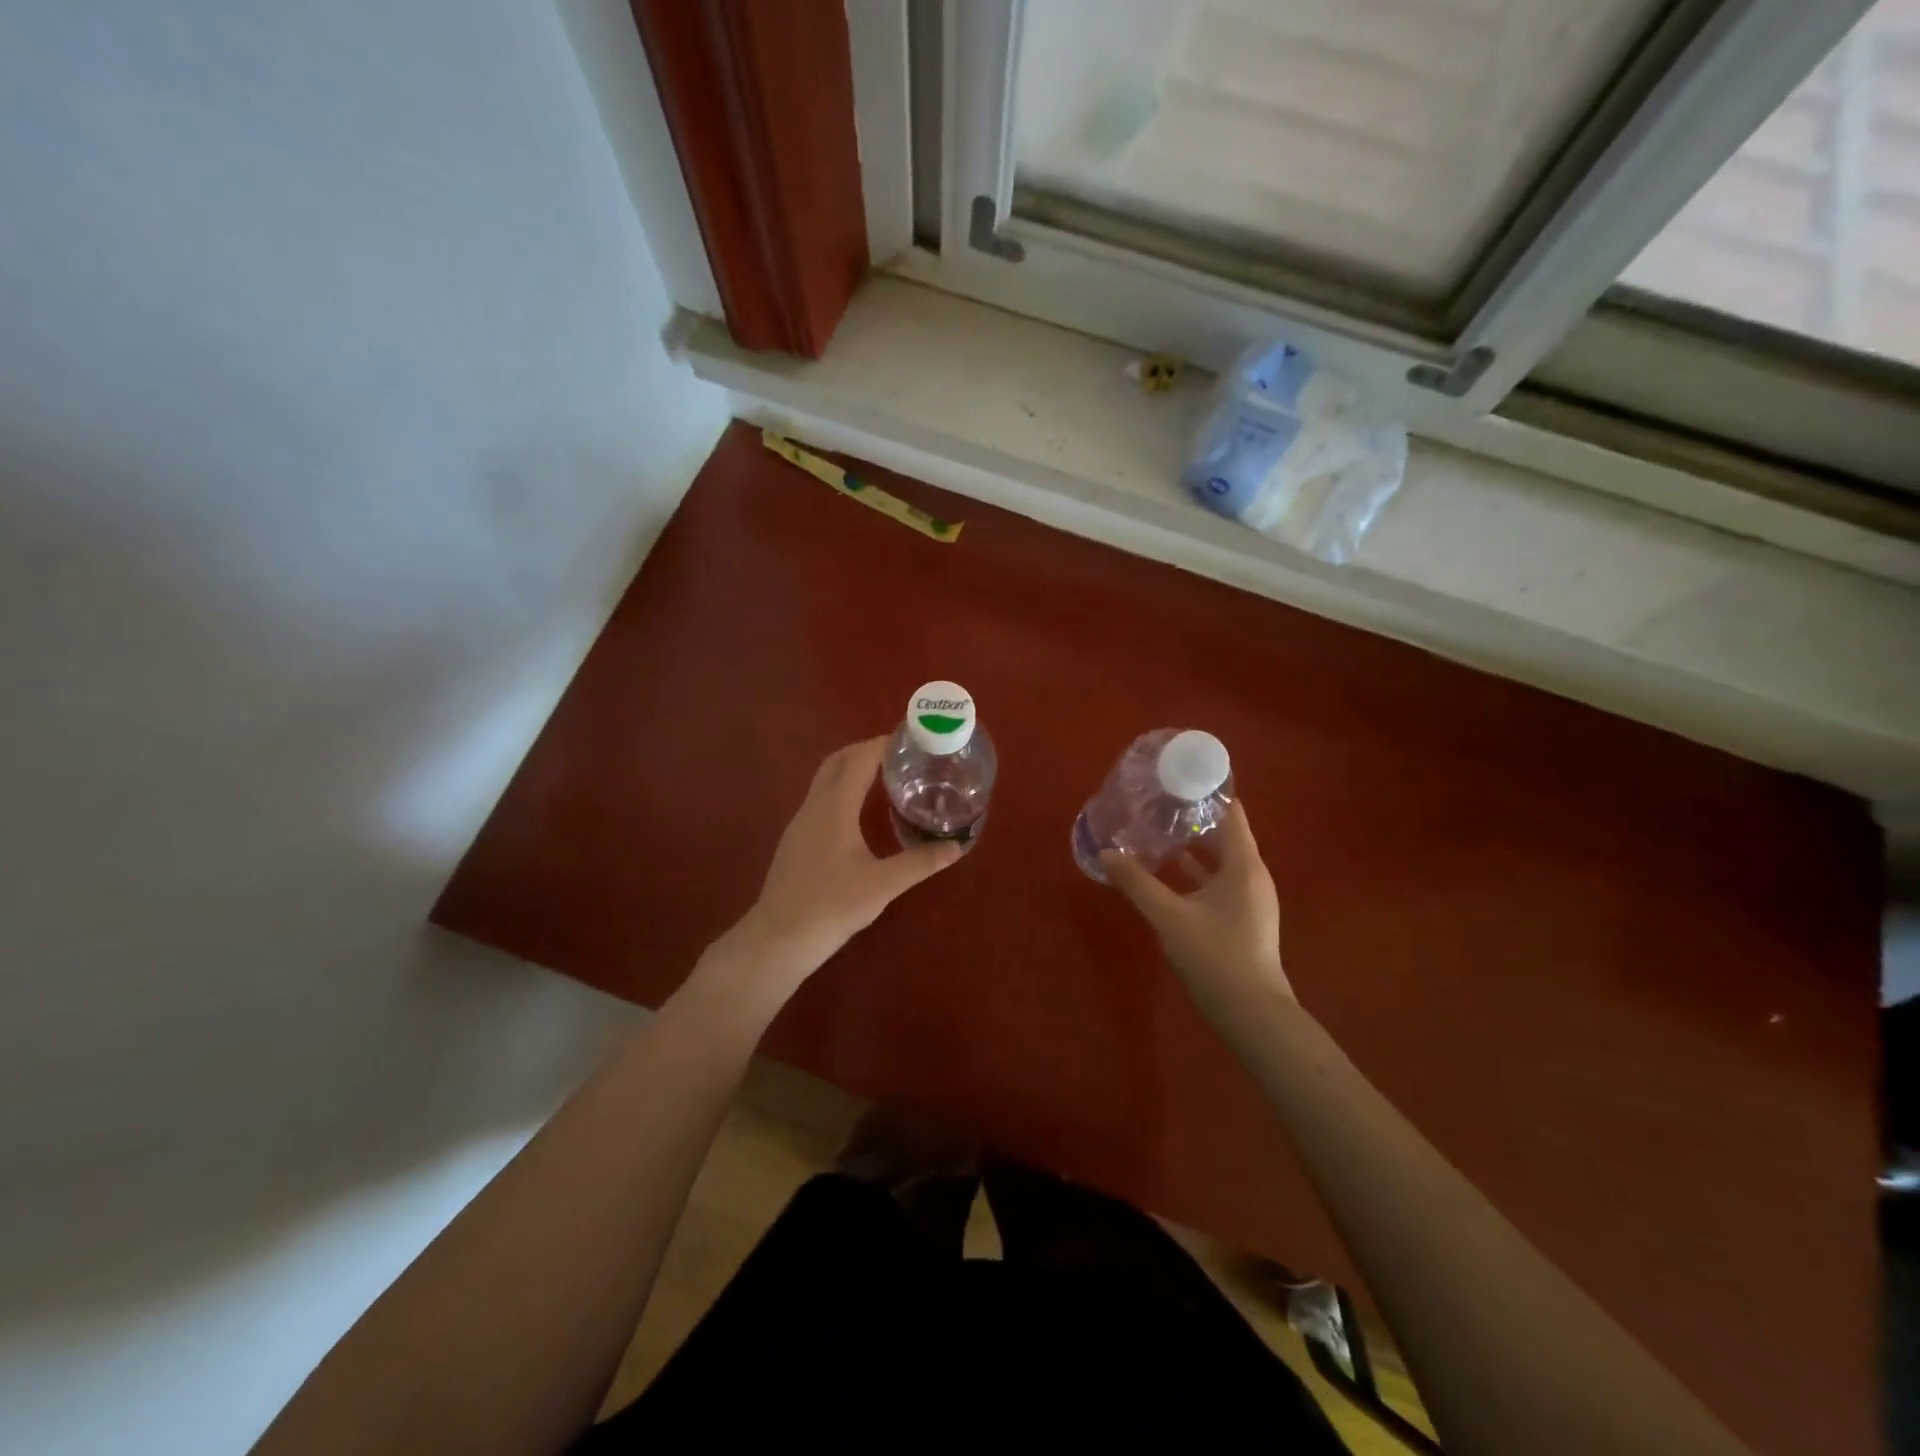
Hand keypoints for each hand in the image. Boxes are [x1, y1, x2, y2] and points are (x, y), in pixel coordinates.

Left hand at [737, 737, 960, 980]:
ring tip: (884, 778)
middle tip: (900, 755)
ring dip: (851, 769)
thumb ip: (921, 863)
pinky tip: (858, 813)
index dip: (883, 743)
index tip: (910, 738)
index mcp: (835, 806)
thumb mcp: (883, 884)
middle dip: (866, 750)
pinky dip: (841, 790)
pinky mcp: (796, 841)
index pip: (859, 759)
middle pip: (837, 761)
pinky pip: (820, 800)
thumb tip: (956, 847)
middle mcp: (814, 806)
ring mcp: (800, 823)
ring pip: (825, 780)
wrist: (780, 937)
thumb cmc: (832, 905)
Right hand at [1101, 801, 1293, 1011]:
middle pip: (1224, 834)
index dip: (1208, 792)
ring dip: (1193, 847)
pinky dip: (1197, 873)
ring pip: (1220, 861)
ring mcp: (1250, 899)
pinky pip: (1219, 882)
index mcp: (1244, 865)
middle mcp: (1252, 876)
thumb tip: (1107, 853)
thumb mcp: (1169, 916)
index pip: (1231, 813)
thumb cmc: (1215, 955)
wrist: (1252, 1013)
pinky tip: (1168, 875)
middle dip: (1193, 818)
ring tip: (1158, 831)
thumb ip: (1137, 883)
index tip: (1178, 777)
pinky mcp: (1242, 919)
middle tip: (1158, 802)